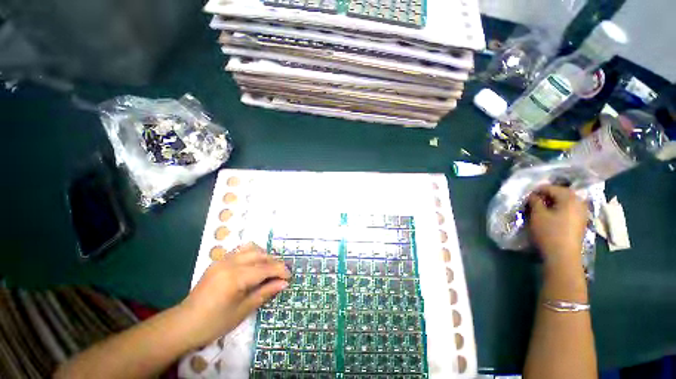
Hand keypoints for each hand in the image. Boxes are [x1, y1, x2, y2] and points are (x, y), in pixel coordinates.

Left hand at [178, 243, 289, 348]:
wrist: (184, 324)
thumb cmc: (214, 323)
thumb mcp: (243, 310)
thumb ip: (265, 293)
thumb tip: (284, 283)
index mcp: (235, 277)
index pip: (265, 268)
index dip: (280, 271)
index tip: (290, 276)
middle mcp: (230, 263)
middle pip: (260, 255)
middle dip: (274, 262)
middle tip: (282, 274)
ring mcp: (223, 260)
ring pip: (251, 248)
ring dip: (264, 256)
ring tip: (269, 268)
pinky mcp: (218, 261)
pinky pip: (241, 251)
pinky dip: (252, 254)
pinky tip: (254, 265)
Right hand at [528, 185, 587, 269]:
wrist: (563, 256)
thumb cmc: (549, 232)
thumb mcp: (537, 214)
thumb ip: (535, 201)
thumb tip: (533, 195)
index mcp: (569, 198)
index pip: (550, 188)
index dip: (537, 190)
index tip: (526, 196)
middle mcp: (579, 202)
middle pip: (560, 194)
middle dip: (546, 196)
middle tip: (533, 202)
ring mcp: (582, 213)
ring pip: (565, 202)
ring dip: (552, 203)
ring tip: (540, 209)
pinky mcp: (581, 222)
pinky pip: (569, 210)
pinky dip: (559, 210)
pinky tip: (551, 216)